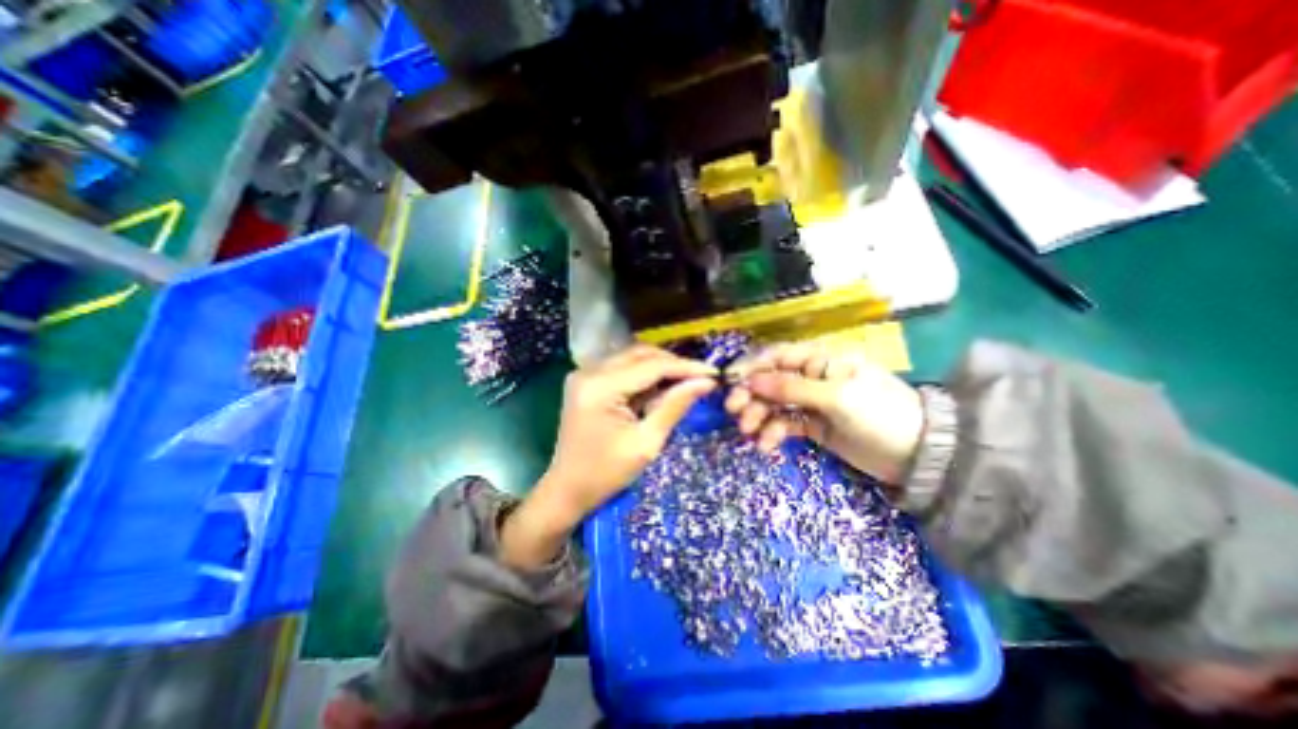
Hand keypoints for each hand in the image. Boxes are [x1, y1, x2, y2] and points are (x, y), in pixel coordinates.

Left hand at [499, 345, 719, 570]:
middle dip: (673, 365)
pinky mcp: (586, 380)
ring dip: (660, 368)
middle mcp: (589, 371)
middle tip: (700, 378)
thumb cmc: (606, 474)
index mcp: (600, 387)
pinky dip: (644, 375)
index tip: (713, 373)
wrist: (566, 490)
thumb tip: (705, 382)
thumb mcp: (646, 443)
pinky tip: (660, 388)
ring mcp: (584, 373)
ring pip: (632, 358)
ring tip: (684, 383)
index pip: (651, 366)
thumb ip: (675, 406)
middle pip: (641, 354)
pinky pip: (622, 368)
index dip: (685, 367)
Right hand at [727, 341, 928, 482]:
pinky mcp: (813, 425)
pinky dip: (773, 433)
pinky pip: (785, 424)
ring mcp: (811, 402)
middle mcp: (812, 377)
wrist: (918, 457)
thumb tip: (751, 381)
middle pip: (771, 381)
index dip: (751, 367)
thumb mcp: (837, 398)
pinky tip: (767, 445)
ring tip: (749, 432)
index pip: (778, 356)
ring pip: (774, 404)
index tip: (729, 383)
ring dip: (758, 416)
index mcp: (821, 360)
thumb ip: (792, 389)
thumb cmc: (880, 415)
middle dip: (750, 395)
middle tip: (734, 412)